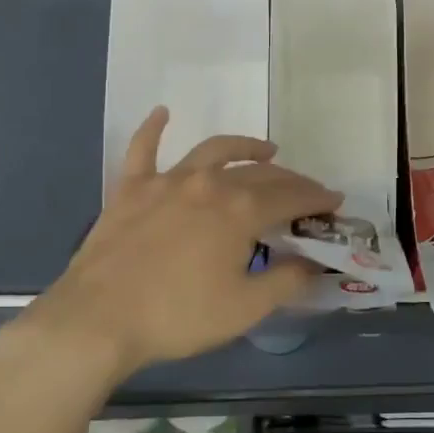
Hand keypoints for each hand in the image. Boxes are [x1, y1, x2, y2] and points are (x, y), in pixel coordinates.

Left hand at [15, 108, 341, 377]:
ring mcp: (167, 181)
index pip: (291, 196)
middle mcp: (209, 183)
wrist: (98, 320)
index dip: (317, 198)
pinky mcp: (131, 190)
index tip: (335, 201)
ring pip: (214, 151)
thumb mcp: (245, 308)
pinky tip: (162, 113)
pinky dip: (153, 129)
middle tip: (306, 191)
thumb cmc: (178, 316)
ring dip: (244, 147)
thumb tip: (314, 263)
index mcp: (240, 210)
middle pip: (260, 173)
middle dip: (291, 180)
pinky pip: (143, 149)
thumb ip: (286, 281)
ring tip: (264, 150)